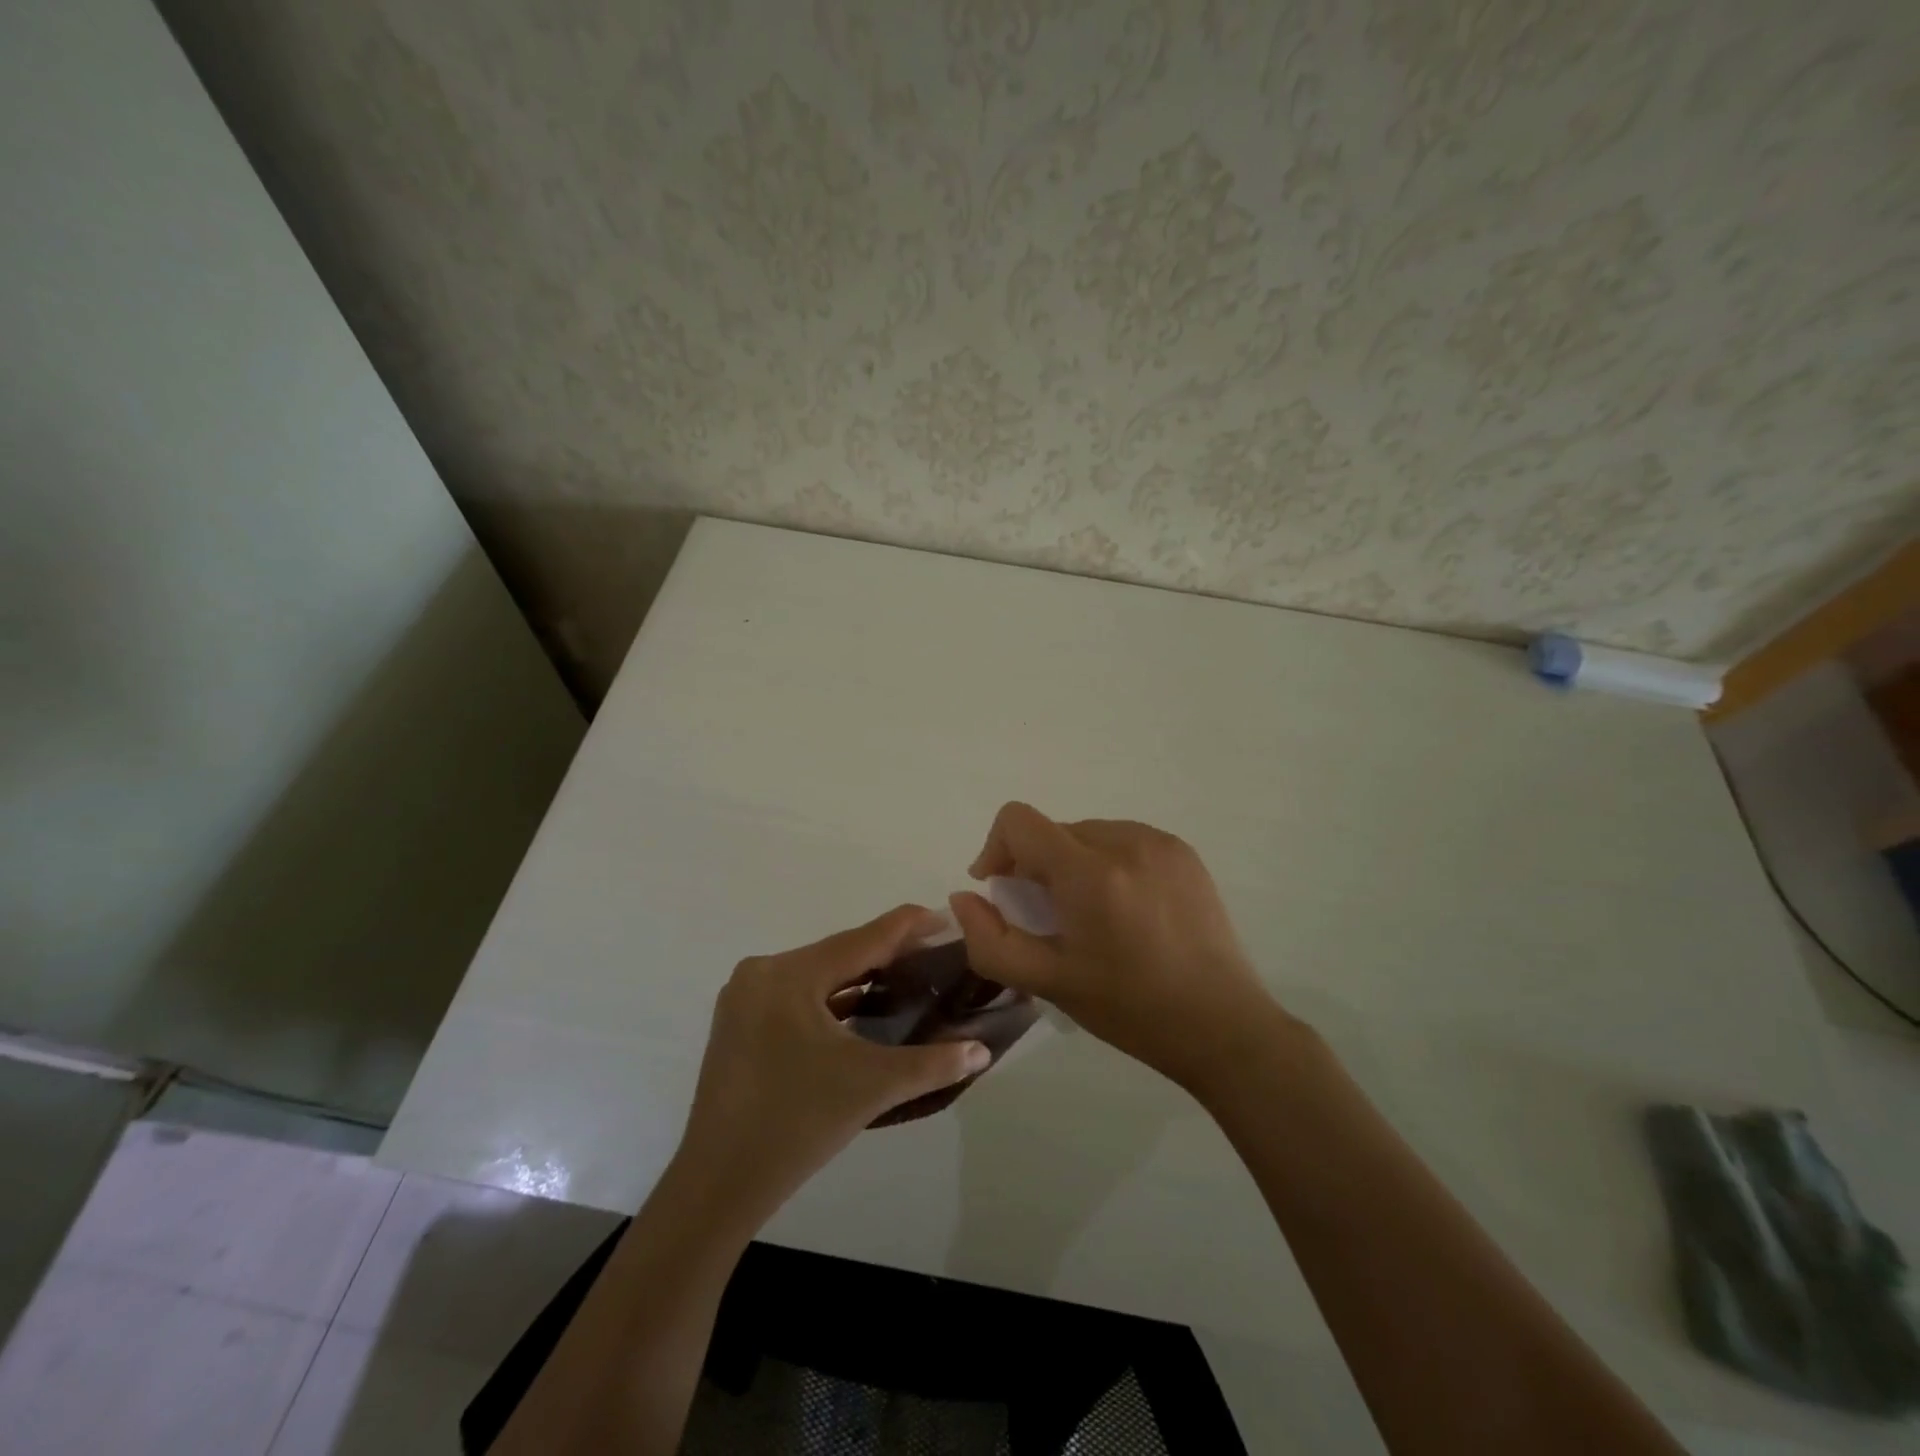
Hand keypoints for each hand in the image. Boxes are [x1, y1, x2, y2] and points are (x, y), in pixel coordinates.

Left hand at [671, 906, 991, 1226]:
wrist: (718, 1186)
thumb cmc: (795, 1125)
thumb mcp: (870, 1087)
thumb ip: (932, 1064)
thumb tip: (983, 1051)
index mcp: (788, 975)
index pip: (860, 940)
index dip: (906, 927)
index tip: (944, 916)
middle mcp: (761, 973)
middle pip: (838, 955)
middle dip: (886, 954)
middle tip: (934, 953)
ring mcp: (744, 999)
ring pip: (817, 977)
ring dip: (859, 978)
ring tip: (907, 977)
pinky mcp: (740, 1025)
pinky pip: (797, 998)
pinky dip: (832, 1000)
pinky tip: (863, 1008)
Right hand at [949, 803, 1284, 1091]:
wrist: (1222, 1025)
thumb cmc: (1129, 1008)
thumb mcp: (1048, 983)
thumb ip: (990, 940)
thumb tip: (965, 897)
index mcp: (1089, 872)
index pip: (1018, 820)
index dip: (996, 849)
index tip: (1003, 892)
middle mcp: (1124, 841)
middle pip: (1054, 831)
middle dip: (1037, 867)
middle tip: (1051, 919)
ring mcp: (1159, 842)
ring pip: (1088, 833)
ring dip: (1072, 864)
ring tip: (1091, 916)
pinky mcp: (1183, 852)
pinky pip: (1123, 839)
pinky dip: (1108, 864)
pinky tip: (1126, 910)